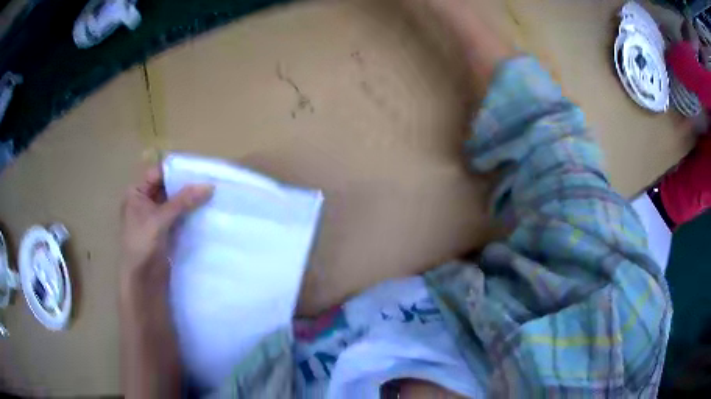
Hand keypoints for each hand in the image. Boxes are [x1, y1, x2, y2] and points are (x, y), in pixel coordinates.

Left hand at [120, 166, 212, 287]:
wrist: (143, 282)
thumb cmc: (142, 245)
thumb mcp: (160, 220)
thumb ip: (183, 201)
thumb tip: (209, 186)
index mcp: (136, 194)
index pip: (157, 174)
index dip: (176, 170)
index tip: (199, 168)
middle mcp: (145, 202)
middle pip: (167, 187)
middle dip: (186, 184)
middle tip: (209, 179)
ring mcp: (156, 218)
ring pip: (175, 202)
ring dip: (190, 199)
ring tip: (212, 192)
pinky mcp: (166, 232)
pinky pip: (180, 216)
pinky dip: (190, 213)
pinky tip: (206, 209)